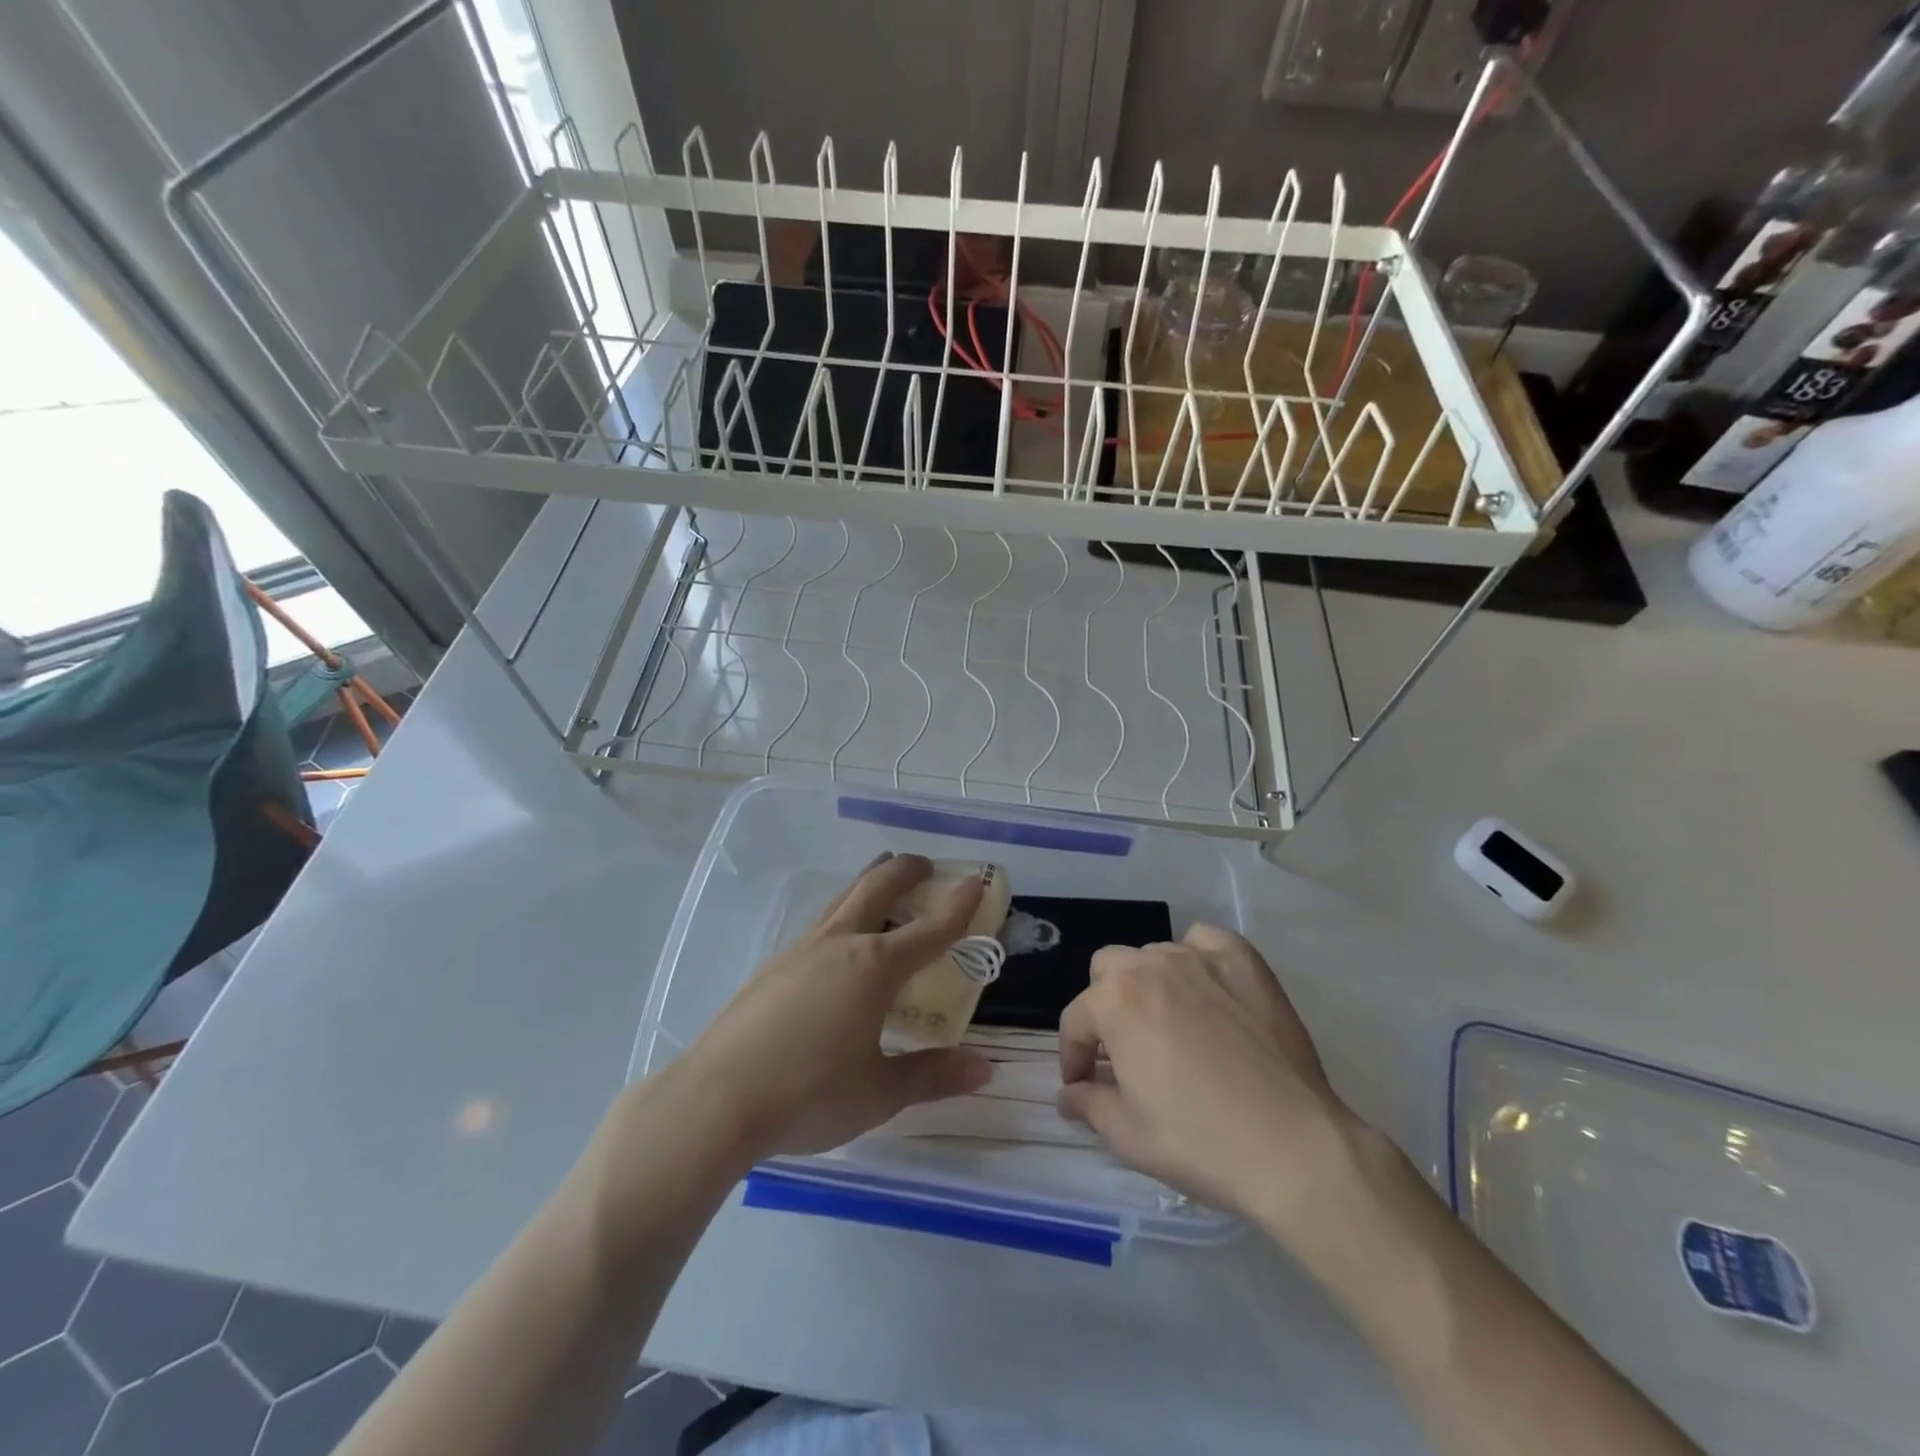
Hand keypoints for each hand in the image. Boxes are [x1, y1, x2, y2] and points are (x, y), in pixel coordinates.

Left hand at [661, 853, 991, 1166]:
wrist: (714, 1101)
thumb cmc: (808, 1095)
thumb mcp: (879, 1093)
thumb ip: (932, 1076)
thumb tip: (984, 1067)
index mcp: (874, 968)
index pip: (930, 929)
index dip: (959, 905)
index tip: (977, 880)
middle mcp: (839, 944)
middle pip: (877, 889)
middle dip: (906, 871)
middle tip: (926, 865)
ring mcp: (800, 950)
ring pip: (843, 898)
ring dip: (869, 882)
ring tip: (883, 878)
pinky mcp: (772, 966)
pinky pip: (819, 923)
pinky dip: (842, 912)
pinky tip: (837, 939)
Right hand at [1056, 924, 1359, 1236]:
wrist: (1293, 1147)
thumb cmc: (1200, 1142)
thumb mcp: (1127, 1135)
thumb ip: (1087, 1104)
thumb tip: (1068, 1095)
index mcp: (1114, 1001)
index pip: (1076, 1020)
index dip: (1073, 1056)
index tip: (1082, 1085)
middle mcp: (1150, 966)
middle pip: (1108, 970)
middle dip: (1105, 1006)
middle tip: (1124, 1050)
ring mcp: (1199, 957)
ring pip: (1154, 955)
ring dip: (1148, 984)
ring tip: (1169, 1024)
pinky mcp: (1243, 960)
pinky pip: (1204, 941)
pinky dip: (1195, 958)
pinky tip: (1206, 990)